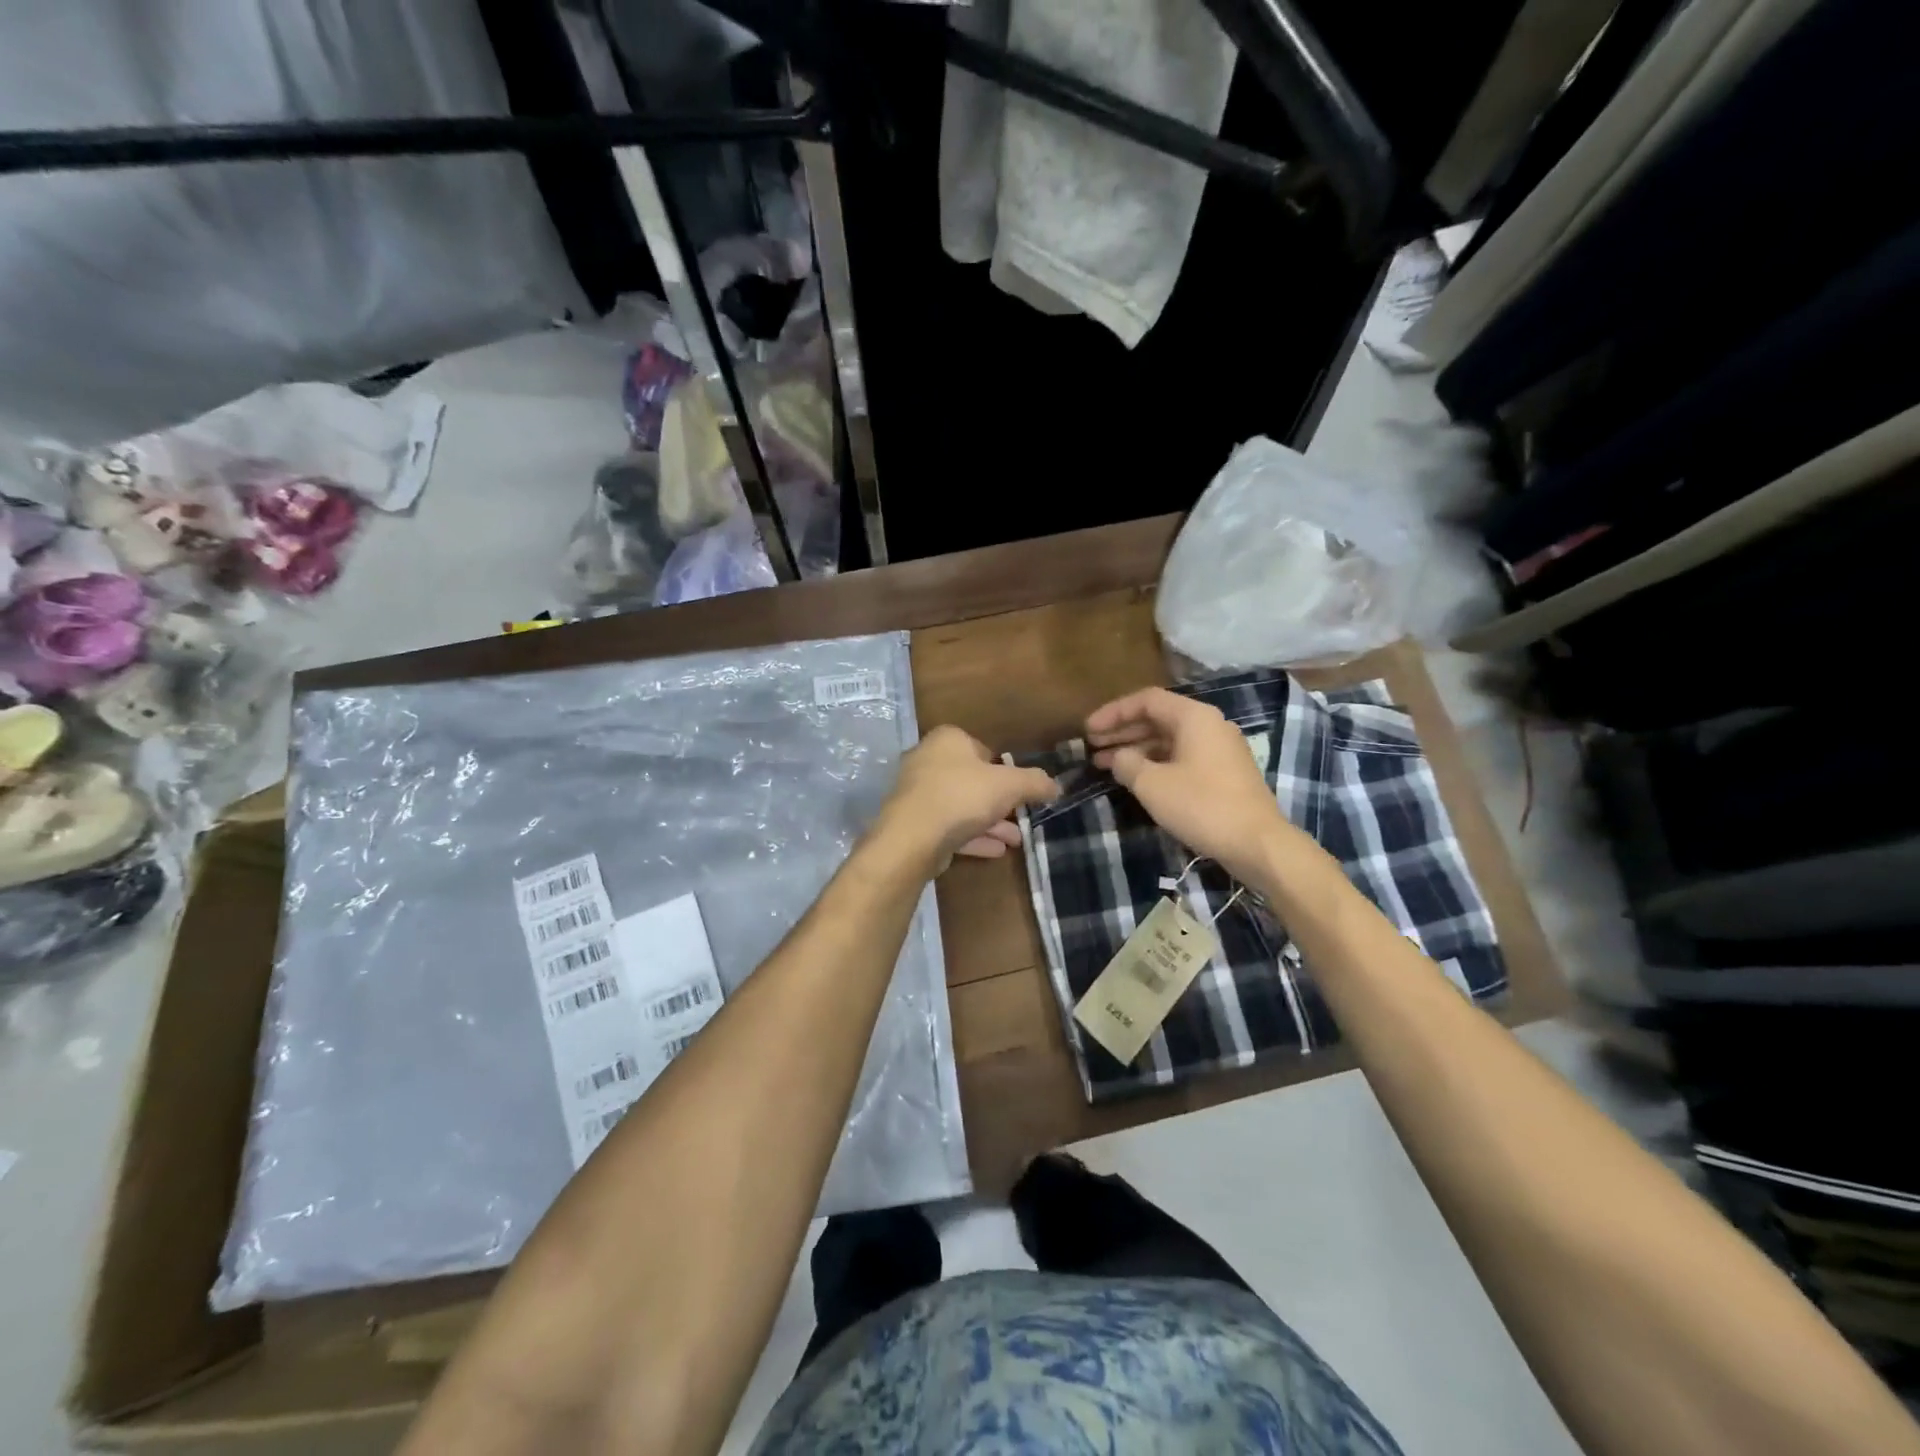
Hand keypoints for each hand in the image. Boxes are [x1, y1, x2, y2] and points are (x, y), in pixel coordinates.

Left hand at [877, 725, 1059, 871]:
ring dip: (990, 823)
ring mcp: (918, 794)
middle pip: (972, 780)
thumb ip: (1035, 783)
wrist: (913, 837)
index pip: (981, 748)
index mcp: (947, 740)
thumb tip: (1056, 785)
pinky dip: (973, 837)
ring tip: (1016, 840)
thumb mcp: (1009, 785)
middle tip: (1021, 816)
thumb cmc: (962, 796)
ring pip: (962, 806)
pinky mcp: (915, 824)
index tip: (1020, 788)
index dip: (1003, 768)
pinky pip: (950, 827)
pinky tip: (997, 851)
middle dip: (999, 801)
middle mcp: (928, 761)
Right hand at [1086, 687, 1296, 884]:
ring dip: (1136, 749)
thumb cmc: (1202, 806)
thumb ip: (1127, 763)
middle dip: (1122, 731)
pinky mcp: (1224, 773)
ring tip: (1105, 765)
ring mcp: (1220, 749)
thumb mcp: (1152, 784)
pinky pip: (1182, 756)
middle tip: (1092, 747)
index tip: (1088, 730)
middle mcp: (1210, 725)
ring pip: (1169, 740)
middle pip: (1158, 718)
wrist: (1257, 843)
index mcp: (1194, 717)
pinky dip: (1156, 763)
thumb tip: (1118, 757)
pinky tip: (1137, 779)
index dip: (1113, 713)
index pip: (1146, 700)